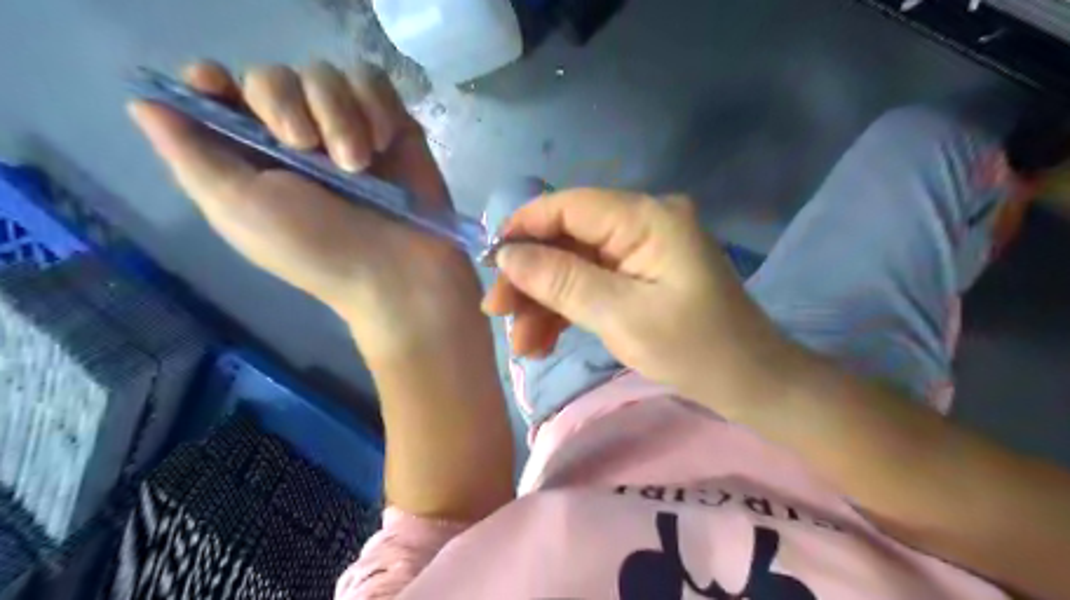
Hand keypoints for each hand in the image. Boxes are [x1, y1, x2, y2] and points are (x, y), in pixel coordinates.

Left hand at [130, 61, 484, 358]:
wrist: (400, 271)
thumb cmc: (318, 250)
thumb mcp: (239, 210)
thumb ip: (191, 155)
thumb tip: (144, 104)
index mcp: (251, 158)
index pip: (216, 91)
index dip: (212, 81)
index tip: (219, 89)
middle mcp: (296, 138)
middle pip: (271, 75)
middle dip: (285, 104)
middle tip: (305, 148)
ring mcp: (347, 128)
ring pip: (325, 73)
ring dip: (338, 114)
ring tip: (357, 163)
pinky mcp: (390, 124)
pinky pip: (372, 80)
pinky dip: (374, 105)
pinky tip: (383, 142)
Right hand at [481, 189, 787, 400]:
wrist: (750, 383)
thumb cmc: (696, 349)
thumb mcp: (621, 316)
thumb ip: (561, 281)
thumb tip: (507, 256)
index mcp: (647, 218)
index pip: (570, 206)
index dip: (524, 228)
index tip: (490, 263)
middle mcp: (642, 223)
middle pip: (568, 239)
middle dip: (531, 277)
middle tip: (498, 314)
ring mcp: (640, 251)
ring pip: (574, 265)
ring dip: (544, 301)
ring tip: (522, 345)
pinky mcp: (639, 276)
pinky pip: (592, 283)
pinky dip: (566, 310)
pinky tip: (544, 340)